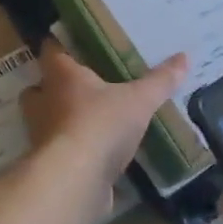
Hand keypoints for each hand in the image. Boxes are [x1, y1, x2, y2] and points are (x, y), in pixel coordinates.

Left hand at [17, 42, 186, 222]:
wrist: (75, 181)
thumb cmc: (101, 124)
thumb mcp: (138, 100)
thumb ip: (159, 81)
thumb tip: (184, 57)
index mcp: (61, 76)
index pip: (51, 50)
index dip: (60, 45)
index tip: (73, 42)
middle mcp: (43, 101)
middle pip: (38, 87)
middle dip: (54, 86)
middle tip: (81, 84)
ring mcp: (42, 135)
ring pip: (45, 119)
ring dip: (61, 119)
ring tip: (89, 118)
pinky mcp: (50, 165)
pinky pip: (59, 151)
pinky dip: (72, 150)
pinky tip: (94, 153)